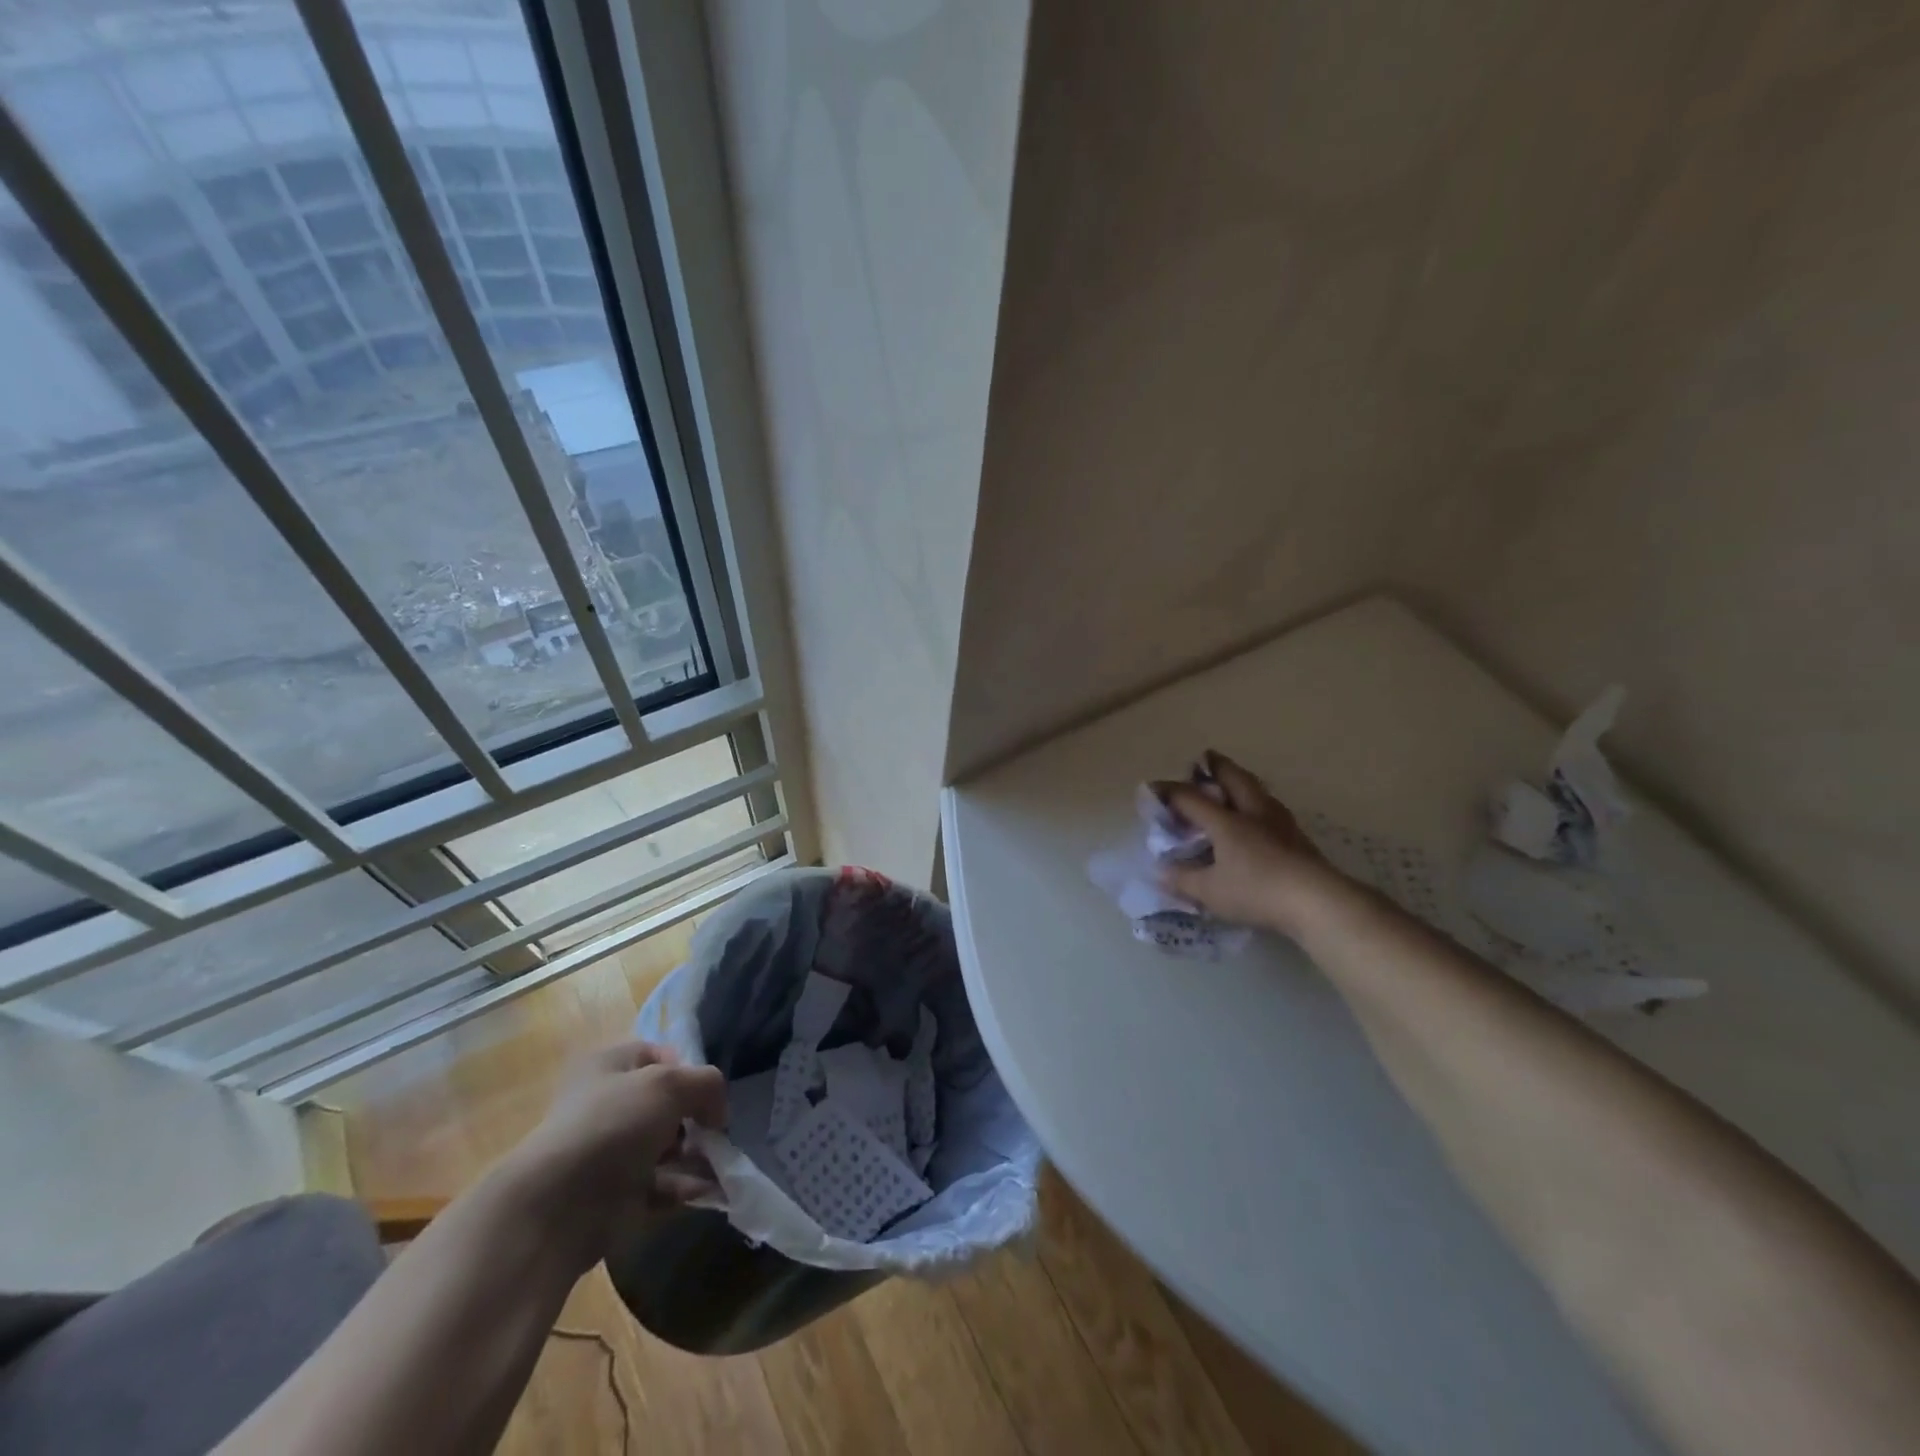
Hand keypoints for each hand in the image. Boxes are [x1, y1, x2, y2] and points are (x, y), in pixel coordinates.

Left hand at [504, 1041, 727, 1268]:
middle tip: (712, 1133)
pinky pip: (659, 1185)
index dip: (687, 1069)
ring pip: (665, 1147)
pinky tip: (709, 1192)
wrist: (558, 1208)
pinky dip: (684, 1187)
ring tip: (719, 1165)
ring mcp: (609, 1153)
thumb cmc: (613, 1125)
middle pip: (665, 1104)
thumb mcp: (670, 1084)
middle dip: (695, 1118)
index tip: (705, 1092)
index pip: (658, 1055)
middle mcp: (606, 1105)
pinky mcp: (614, 1196)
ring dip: (696, 1155)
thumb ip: (707, 1084)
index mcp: (607, 1066)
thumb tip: (717, 1112)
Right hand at [1156, 751, 1354, 940]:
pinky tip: (1262, 815)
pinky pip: (1273, 809)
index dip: (1169, 792)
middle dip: (1217, 766)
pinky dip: (1260, 803)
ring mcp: (1280, 824)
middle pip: (1234, 779)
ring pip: (1258, 790)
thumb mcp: (1210, 892)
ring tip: (1236, 781)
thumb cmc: (1256, 892)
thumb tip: (1160, 870)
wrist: (1317, 902)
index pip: (1191, 798)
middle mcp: (1253, 813)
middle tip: (1207, 757)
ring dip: (1243, 780)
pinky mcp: (1299, 838)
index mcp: (1226, 822)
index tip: (1151, 788)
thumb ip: (1182, 879)